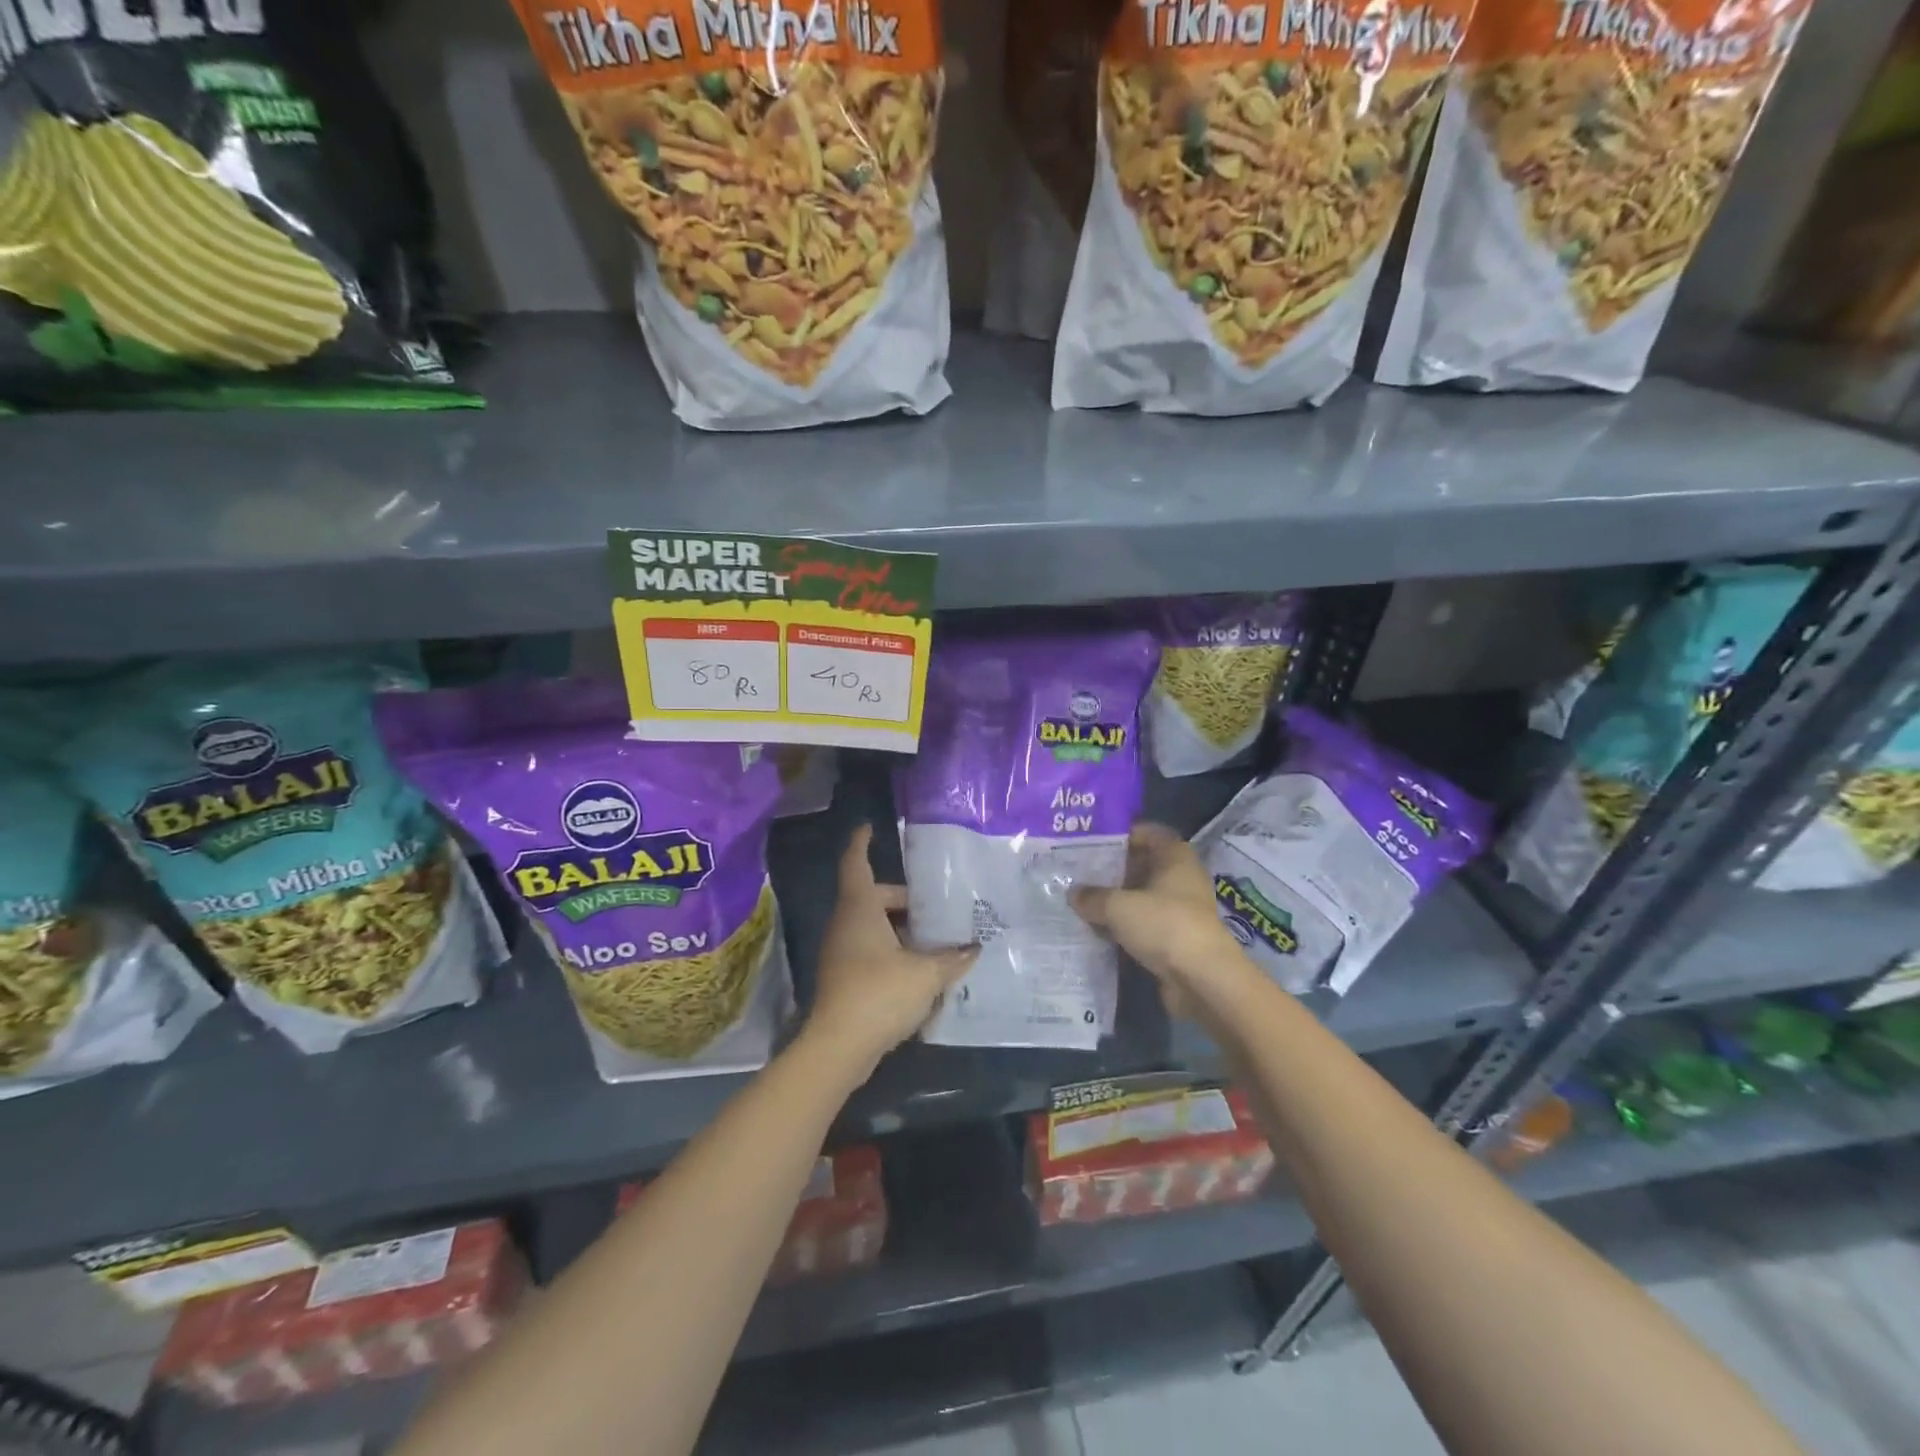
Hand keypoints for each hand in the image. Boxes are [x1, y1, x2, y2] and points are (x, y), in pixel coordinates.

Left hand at [806, 825, 976, 1071]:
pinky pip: (870, 950)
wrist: (839, 1047)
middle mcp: (846, 924)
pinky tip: (921, 969)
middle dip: (904, 899)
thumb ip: (952, 958)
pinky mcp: (844, 977)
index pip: (856, 863)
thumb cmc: (880, 994)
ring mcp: (841, 952)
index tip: (869, 827)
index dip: (861, 843)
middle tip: (937, 907)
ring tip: (937, 939)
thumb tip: (974, 948)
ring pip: (873, 926)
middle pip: (873, 897)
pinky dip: (893, 951)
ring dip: (901, 929)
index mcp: (860, 909)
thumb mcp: (926, 974)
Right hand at [1070, 822, 1252, 1018]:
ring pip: (1142, 897)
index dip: (1123, 835)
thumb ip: (1093, 896)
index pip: (1149, 833)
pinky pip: (1145, 925)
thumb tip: (1074, 893)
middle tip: (1079, 873)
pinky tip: (1098, 930)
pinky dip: (1125, 927)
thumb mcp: (1118, 906)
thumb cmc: (1164, 925)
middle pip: (1144, 865)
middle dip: (1113, 870)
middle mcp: (1182, 879)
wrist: (1202, 979)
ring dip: (1117, 901)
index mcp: (1175, 857)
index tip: (1093, 842)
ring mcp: (1181, 911)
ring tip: (1082, 902)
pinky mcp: (1176, 939)